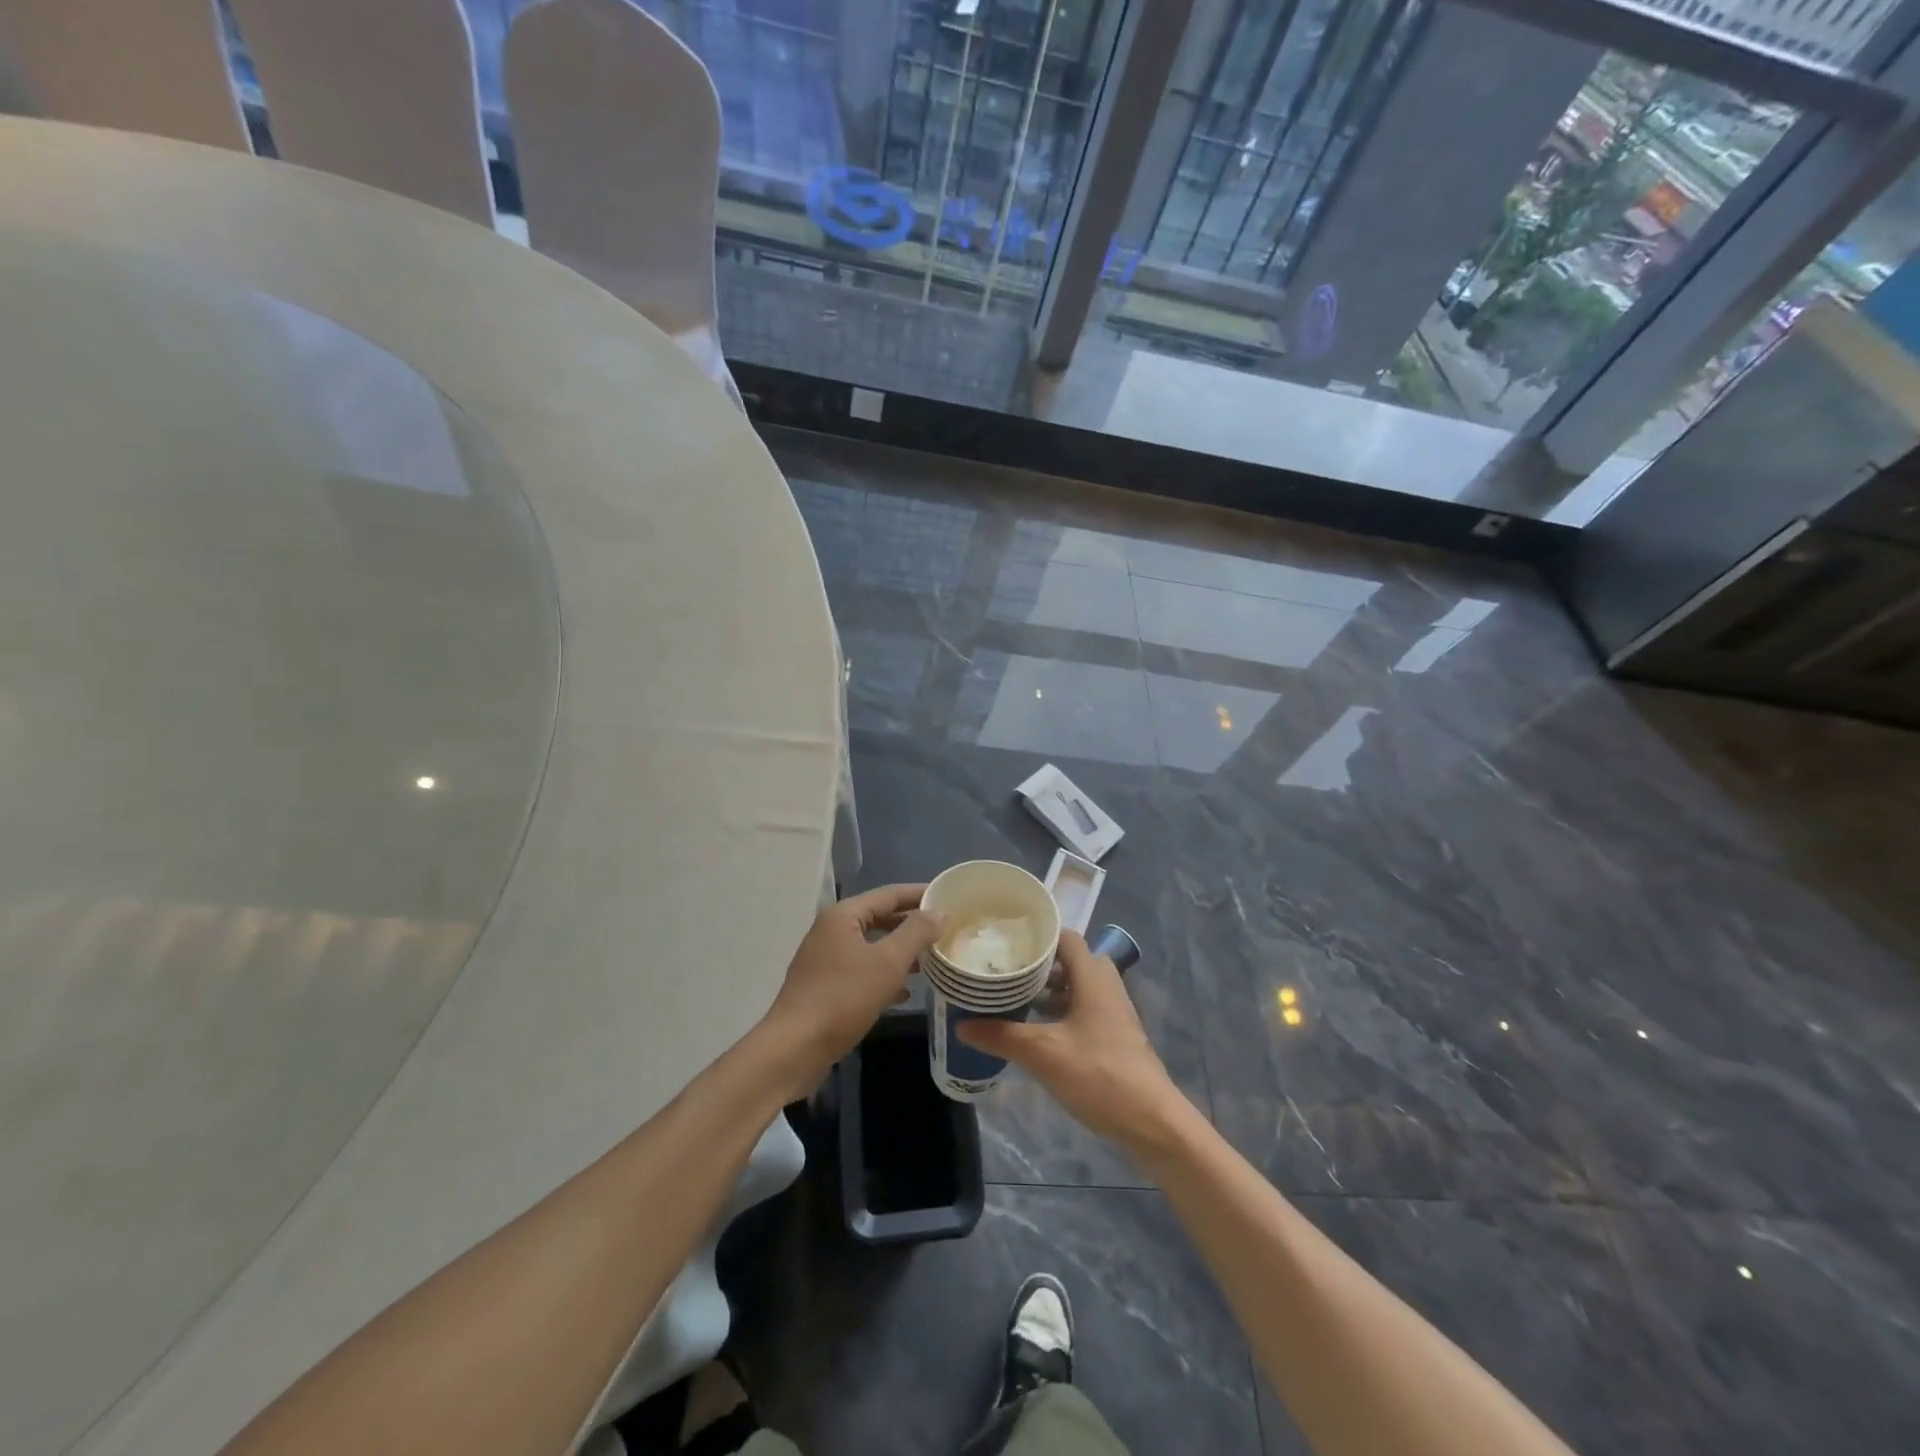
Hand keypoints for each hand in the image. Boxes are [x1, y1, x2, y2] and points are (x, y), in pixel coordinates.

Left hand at [762, 884, 942, 1087]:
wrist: (794, 1048)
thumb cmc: (843, 998)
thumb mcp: (887, 963)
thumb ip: (915, 933)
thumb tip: (938, 912)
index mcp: (843, 916)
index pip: (889, 894)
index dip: (919, 894)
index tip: (948, 897)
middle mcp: (831, 931)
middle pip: (879, 918)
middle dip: (911, 925)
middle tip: (945, 929)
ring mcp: (825, 959)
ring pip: (871, 947)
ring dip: (900, 951)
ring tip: (932, 959)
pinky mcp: (824, 986)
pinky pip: (861, 970)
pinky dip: (883, 975)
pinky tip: (905, 991)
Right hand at [957, 931, 1186, 1153]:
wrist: (1152, 1121)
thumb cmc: (1099, 1074)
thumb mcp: (1043, 1054)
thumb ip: (1002, 1036)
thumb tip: (961, 1025)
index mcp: (1093, 978)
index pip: (1066, 937)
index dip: (1038, 935)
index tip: (1006, 941)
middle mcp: (1106, 987)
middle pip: (1070, 962)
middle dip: (1038, 966)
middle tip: (1005, 971)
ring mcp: (1113, 1013)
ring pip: (1076, 988)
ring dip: (1048, 991)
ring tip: (1013, 999)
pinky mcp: (1114, 1037)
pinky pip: (1083, 1011)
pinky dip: (1060, 1013)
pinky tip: (1036, 1033)